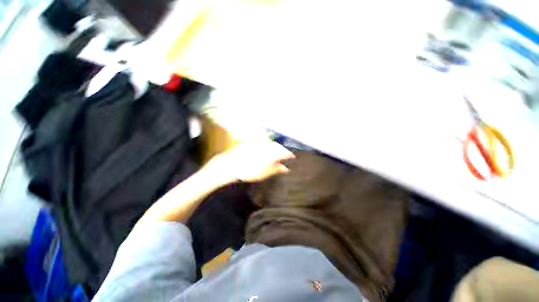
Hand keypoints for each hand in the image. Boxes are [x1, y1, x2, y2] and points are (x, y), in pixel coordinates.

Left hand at [207, 140, 294, 182]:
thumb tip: (285, 168)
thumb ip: (276, 169)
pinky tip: (266, 150)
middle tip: (285, 156)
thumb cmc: (248, 171)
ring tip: (277, 154)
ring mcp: (258, 143)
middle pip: (278, 146)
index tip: (293, 158)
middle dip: (283, 150)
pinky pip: (264, 142)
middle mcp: (266, 145)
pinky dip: (268, 146)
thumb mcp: (264, 173)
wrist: (230, 165)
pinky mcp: (252, 142)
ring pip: (271, 143)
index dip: (290, 155)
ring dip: (276, 148)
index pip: (284, 152)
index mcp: (271, 153)